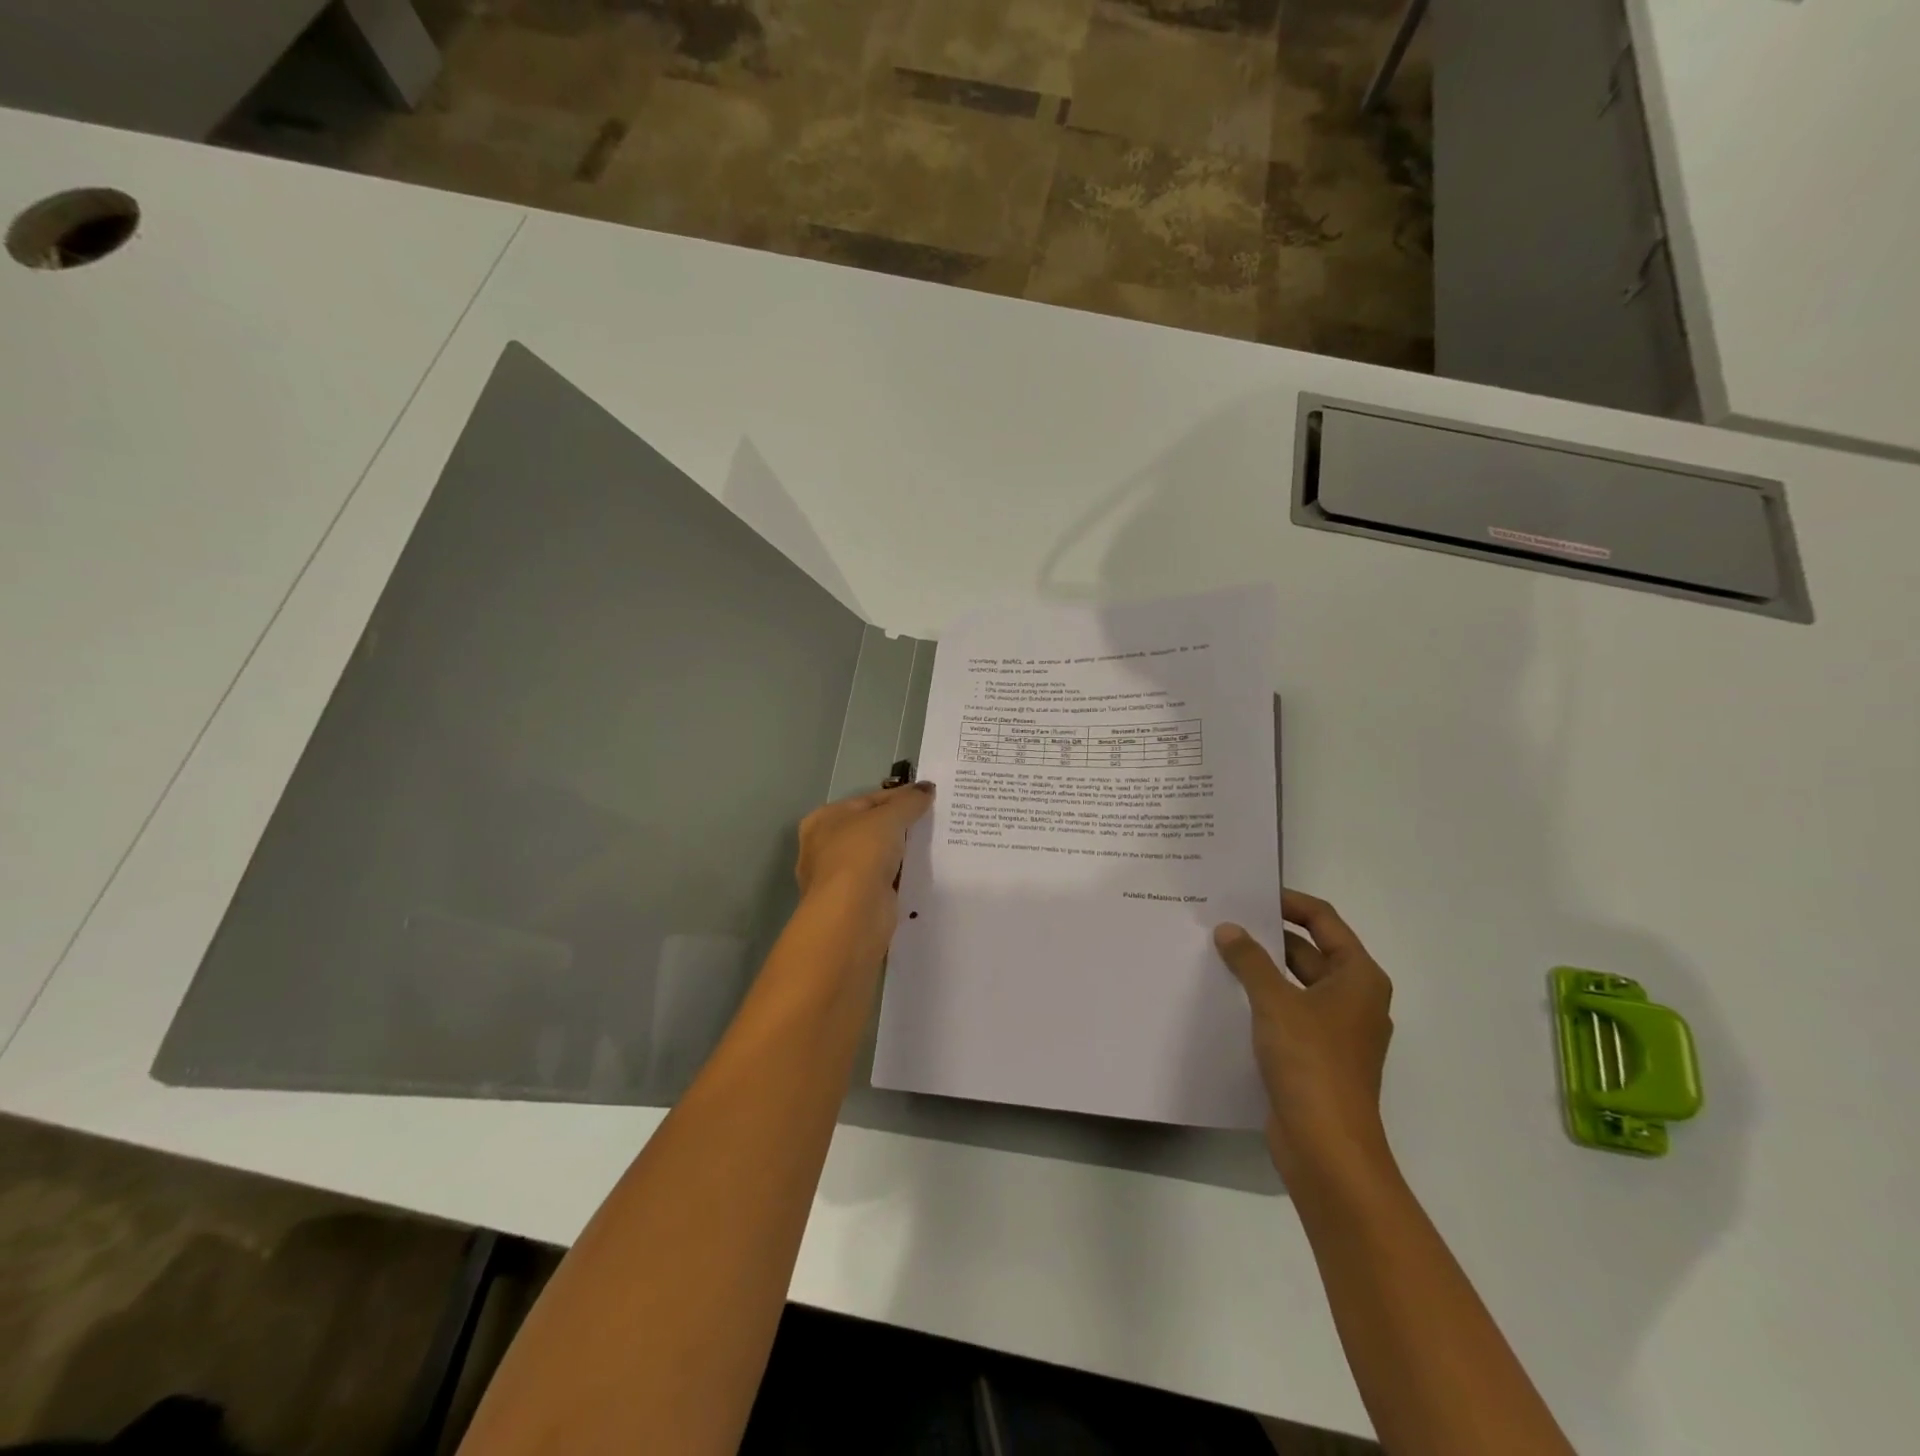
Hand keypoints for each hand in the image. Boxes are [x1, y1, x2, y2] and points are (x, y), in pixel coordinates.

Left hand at [794, 783, 934, 958]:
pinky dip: (902, 876)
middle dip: (901, 824)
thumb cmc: (861, 855)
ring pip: (879, 856)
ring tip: (937, 842)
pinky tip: (926, 871)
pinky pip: (885, 880)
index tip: (929, 796)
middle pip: (872, 828)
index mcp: (824, 819)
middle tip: (935, 819)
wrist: (852, 915)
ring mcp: (840, 877)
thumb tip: (927, 788)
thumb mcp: (889, 818)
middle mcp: (826, 846)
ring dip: (903, 851)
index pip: (868, 799)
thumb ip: (909, 801)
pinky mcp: (857, 902)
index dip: (899, 796)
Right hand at [1213, 890, 1393, 1181]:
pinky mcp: (1316, 1056)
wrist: (1326, 1147)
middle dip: (1269, 936)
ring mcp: (1336, 1030)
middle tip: (1224, 921)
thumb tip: (1229, 930)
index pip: (1325, 921)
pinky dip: (1262, 999)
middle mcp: (1353, 998)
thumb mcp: (1276, 1002)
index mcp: (1359, 977)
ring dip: (1262, 968)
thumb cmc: (1311, 1062)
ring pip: (1296, 983)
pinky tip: (1227, 995)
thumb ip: (1250, 961)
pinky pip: (1288, 1012)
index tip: (1250, 894)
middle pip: (1310, 951)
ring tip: (1218, 951)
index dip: (1290, 902)